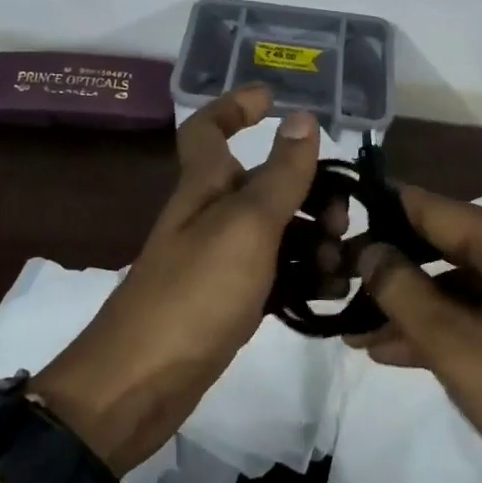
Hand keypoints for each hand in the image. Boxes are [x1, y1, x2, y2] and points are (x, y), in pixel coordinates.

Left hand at [31, 86, 319, 475]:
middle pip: (262, 182)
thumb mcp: (246, 225)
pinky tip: (330, 293)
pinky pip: (275, 274)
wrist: (141, 384)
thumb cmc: (194, 293)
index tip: (274, 98)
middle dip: (307, 189)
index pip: (208, 128)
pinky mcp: (230, 300)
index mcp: (205, 185)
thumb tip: (303, 117)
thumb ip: (280, 174)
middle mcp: (211, 215)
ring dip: (313, 238)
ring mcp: (220, 260)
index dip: (235, 105)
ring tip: (340, 264)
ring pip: (276, 230)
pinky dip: (303, 277)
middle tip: (339, 217)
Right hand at [354, 186, 481, 482]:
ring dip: (407, 306)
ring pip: (455, 284)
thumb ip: (403, 291)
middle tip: (333, 284)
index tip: (328, 225)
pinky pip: (477, 314)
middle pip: (441, 244)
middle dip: (388, 268)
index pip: (430, 206)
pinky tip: (391, 351)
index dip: (378, 214)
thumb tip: (366, 249)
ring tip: (350, 329)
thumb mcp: (460, 347)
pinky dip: (439, 329)